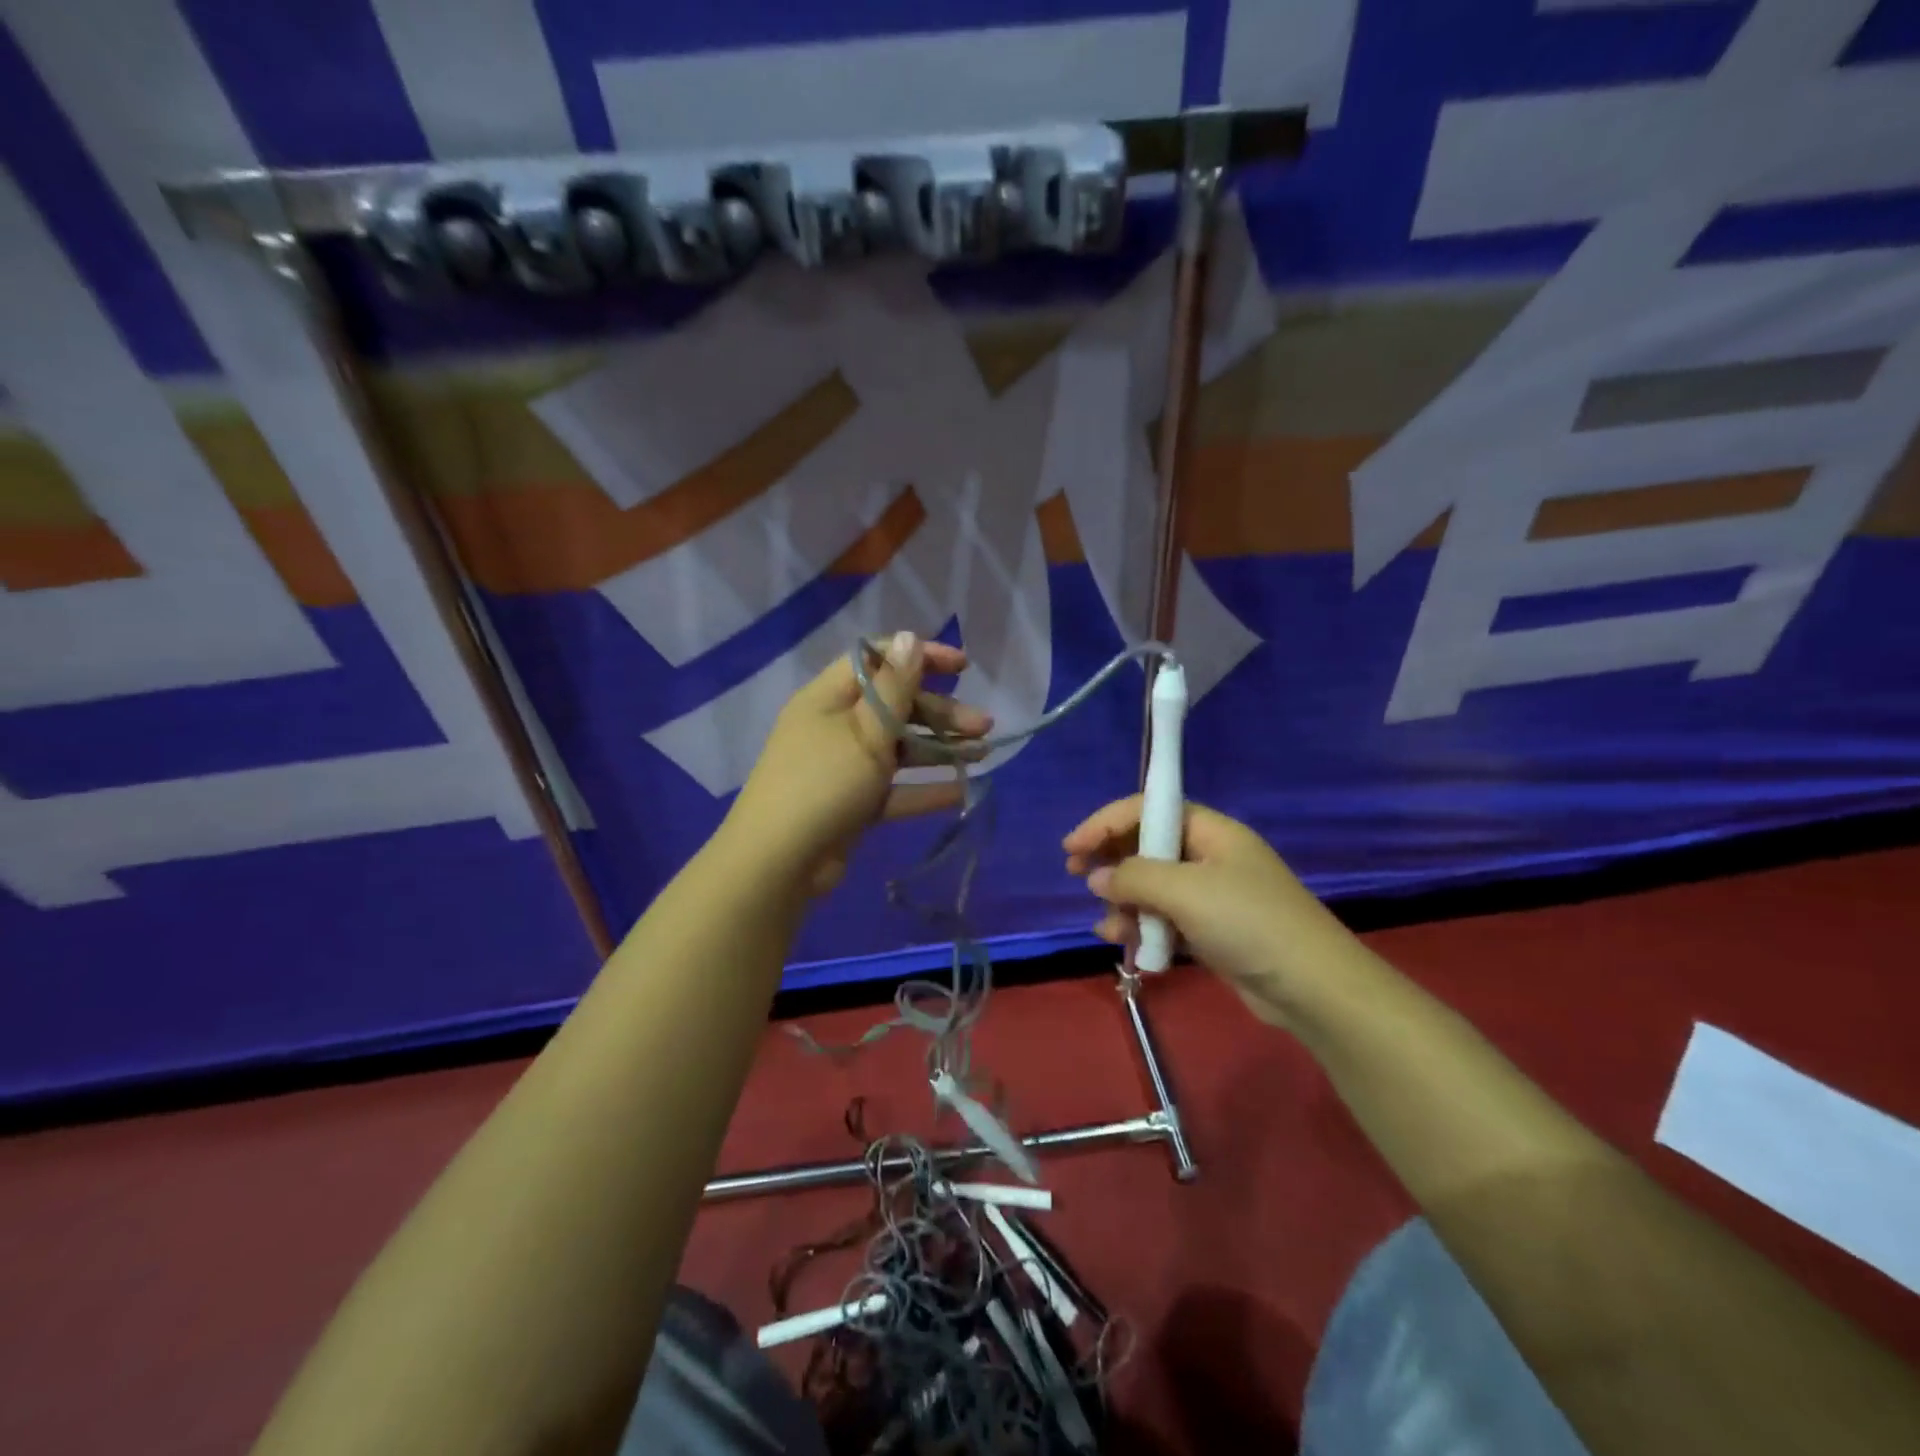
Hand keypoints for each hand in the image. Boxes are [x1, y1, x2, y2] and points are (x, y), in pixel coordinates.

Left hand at [731, 632, 991, 895]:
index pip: (877, 661)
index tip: (962, 666)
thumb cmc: (823, 783)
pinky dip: (924, 789)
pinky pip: (894, 788)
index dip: (919, 657)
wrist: (778, 863)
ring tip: (984, 754)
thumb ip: (894, 687)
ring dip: (940, 749)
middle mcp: (836, 726)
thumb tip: (909, 637)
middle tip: (983, 725)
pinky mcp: (853, 803)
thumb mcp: (865, 731)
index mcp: (829, 698)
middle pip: (895, 707)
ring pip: (899, 748)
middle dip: (941, 712)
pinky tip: (962, 791)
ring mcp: (844, 767)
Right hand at [1063, 797, 1351, 1026]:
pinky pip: (1164, 919)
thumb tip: (1097, 877)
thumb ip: (1133, 877)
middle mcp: (1209, 856)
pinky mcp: (1211, 931)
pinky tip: (1124, 943)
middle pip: (1146, 846)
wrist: (1312, 988)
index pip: (1148, 810)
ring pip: (1151, 887)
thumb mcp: (1185, 891)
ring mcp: (1211, 896)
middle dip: (1110, 861)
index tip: (1072, 847)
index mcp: (1210, 831)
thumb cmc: (1248, 923)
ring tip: (1108, 925)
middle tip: (1075, 875)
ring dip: (1124, 902)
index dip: (1105, 822)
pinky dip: (1143, 927)